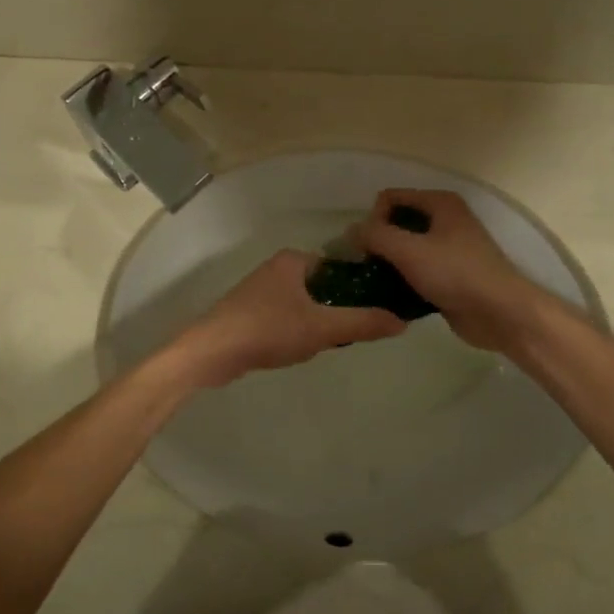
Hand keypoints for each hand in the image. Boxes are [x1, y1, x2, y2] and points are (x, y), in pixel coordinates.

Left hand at [175, 250, 406, 386]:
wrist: (211, 353)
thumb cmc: (268, 330)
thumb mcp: (322, 328)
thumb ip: (362, 323)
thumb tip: (402, 322)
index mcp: (293, 260)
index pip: (339, 268)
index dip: (358, 290)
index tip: (371, 313)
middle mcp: (276, 268)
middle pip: (322, 288)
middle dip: (334, 312)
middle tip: (344, 336)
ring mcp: (259, 290)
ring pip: (303, 305)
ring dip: (315, 324)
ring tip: (321, 345)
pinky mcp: (248, 312)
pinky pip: (284, 317)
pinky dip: (294, 331)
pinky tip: (295, 350)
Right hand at [356, 190, 543, 350]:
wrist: (500, 313)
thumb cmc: (455, 273)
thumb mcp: (409, 250)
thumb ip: (375, 235)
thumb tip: (351, 231)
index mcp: (440, 203)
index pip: (390, 198)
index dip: (373, 218)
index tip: (368, 247)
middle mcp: (445, 220)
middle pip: (397, 223)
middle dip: (378, 242)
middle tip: (367, 267)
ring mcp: (449, 250)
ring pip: (406, 250)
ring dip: (388, 264)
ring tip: (374, 283)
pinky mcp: (449, 277)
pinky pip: (416, 272)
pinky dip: (403, 281)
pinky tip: (391, 297)